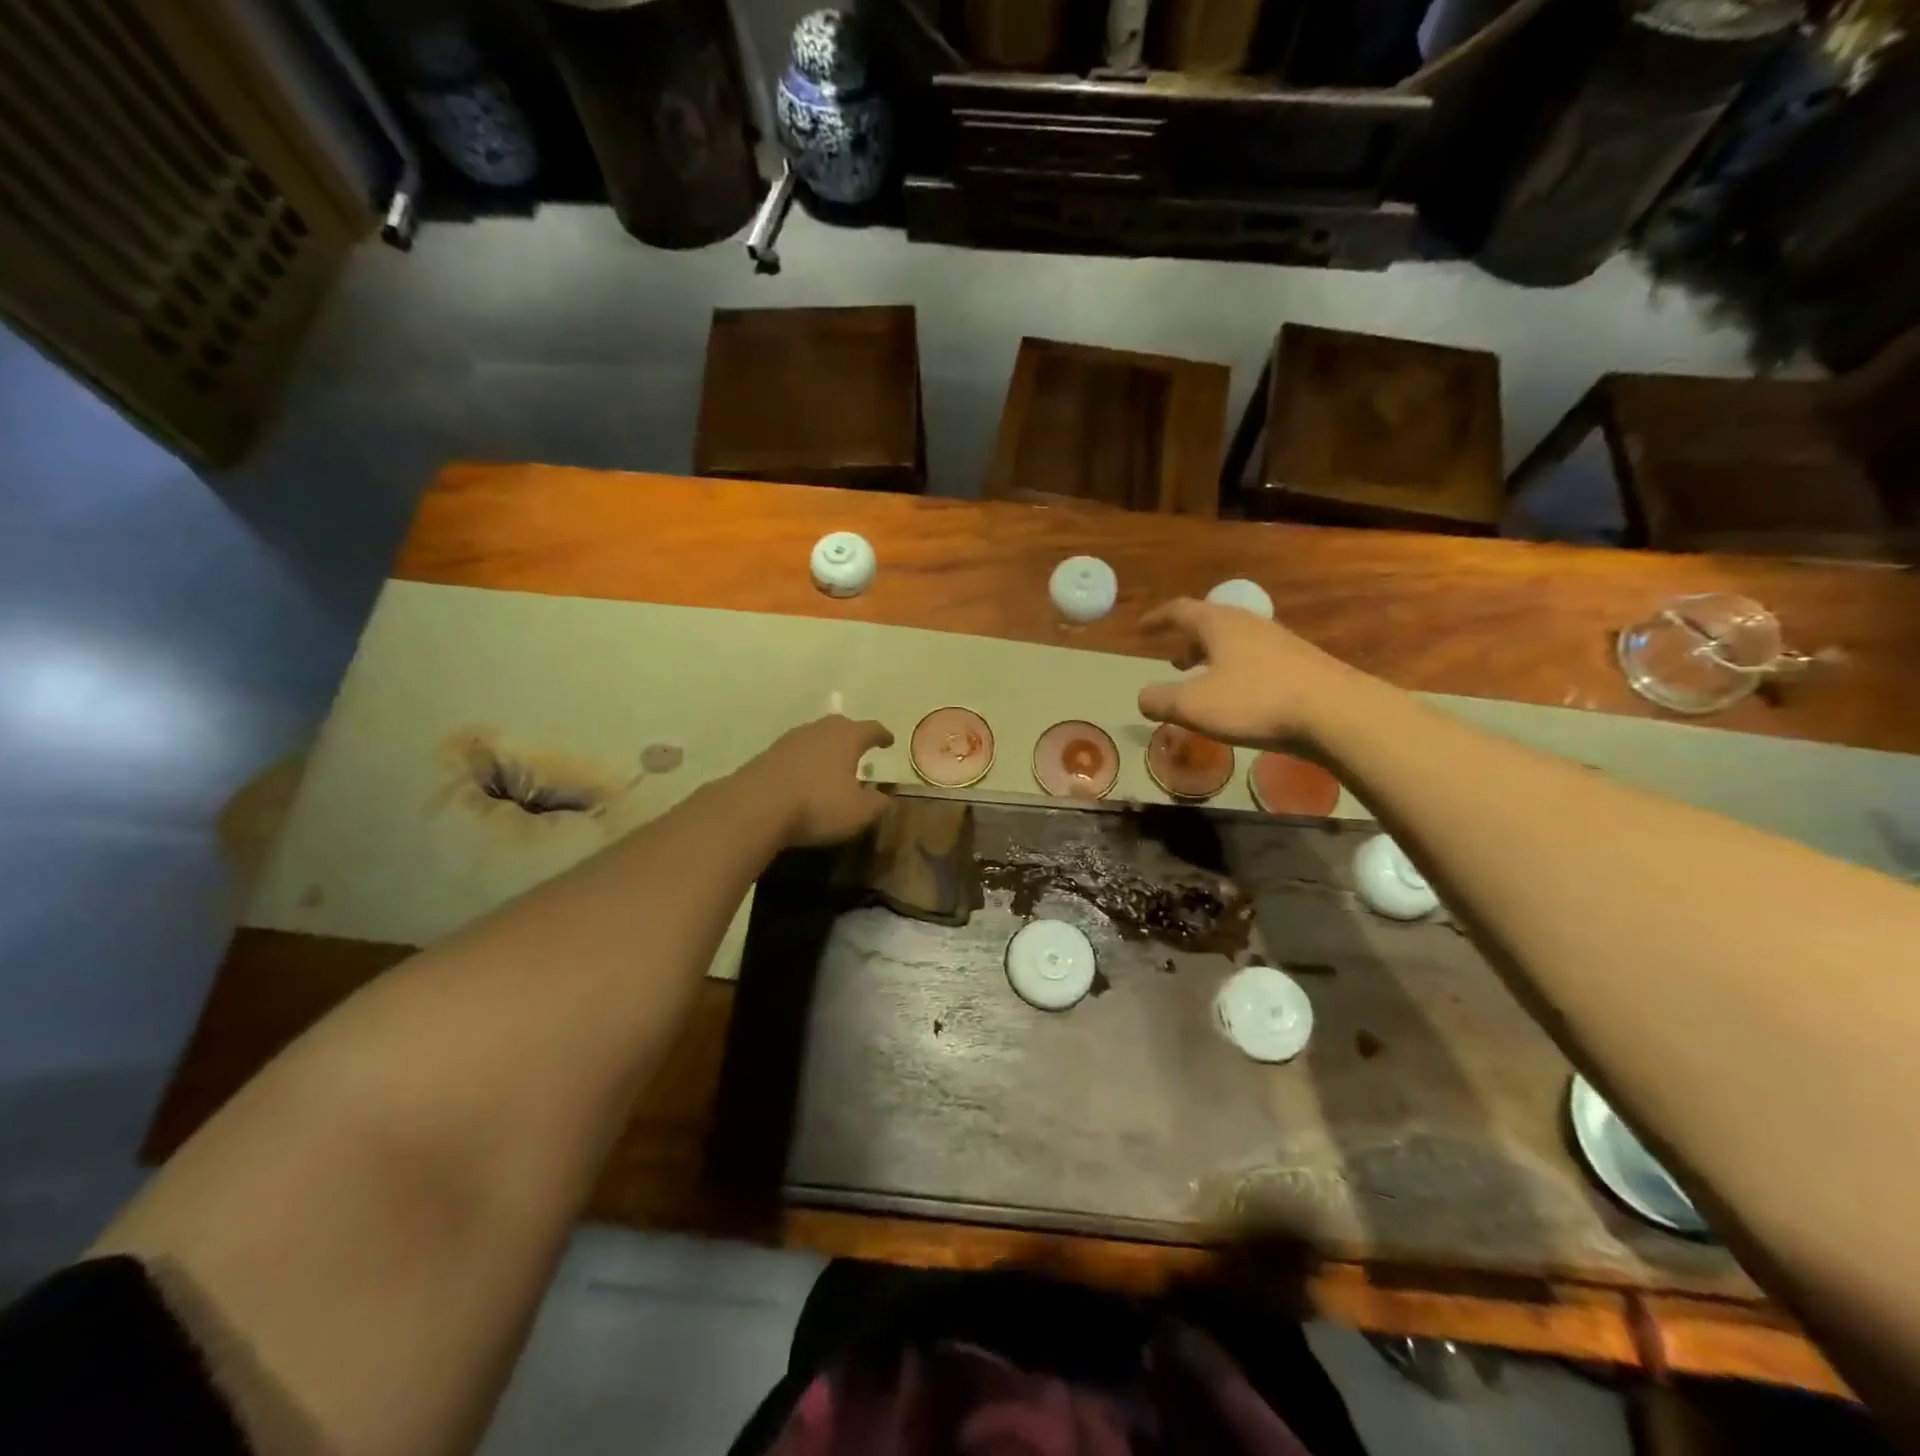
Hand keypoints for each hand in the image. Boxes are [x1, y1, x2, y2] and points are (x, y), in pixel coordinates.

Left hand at [743, 715, 893, 847]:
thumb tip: (884, 797)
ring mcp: (790, 740)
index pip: (871, 729)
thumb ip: (877, 803)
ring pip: (816, 737)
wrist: (756, 806)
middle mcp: (819, 730)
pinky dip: (806, 760)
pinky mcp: (768, 754)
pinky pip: (796, 752)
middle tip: (860, 747)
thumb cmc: (817, 805)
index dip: (882, 735)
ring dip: (826, 747)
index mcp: (847, 737)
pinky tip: (805, 776)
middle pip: (841, 725)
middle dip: (853, 735)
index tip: (889, 741)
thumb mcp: (858, 812)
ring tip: (832, 763)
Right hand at [1137, 599, 1359, 747]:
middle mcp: (1249, 624)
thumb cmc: (1254, 701)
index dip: (1157, 619)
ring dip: (1212, 658)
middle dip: (1187, 641)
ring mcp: (1279, 641)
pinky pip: (1255, 659)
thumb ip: (1160, 700)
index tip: (1142, 629)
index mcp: (1219, 624)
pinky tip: (1238, 697)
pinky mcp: (1300, 663)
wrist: (1334, 712)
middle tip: (1174, 662)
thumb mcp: (1193, 705)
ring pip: (1234, 642)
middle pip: (1210, 624)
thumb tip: (1144, 697)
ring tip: (1203, 680)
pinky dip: (1235, 671)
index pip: (1180, 610)